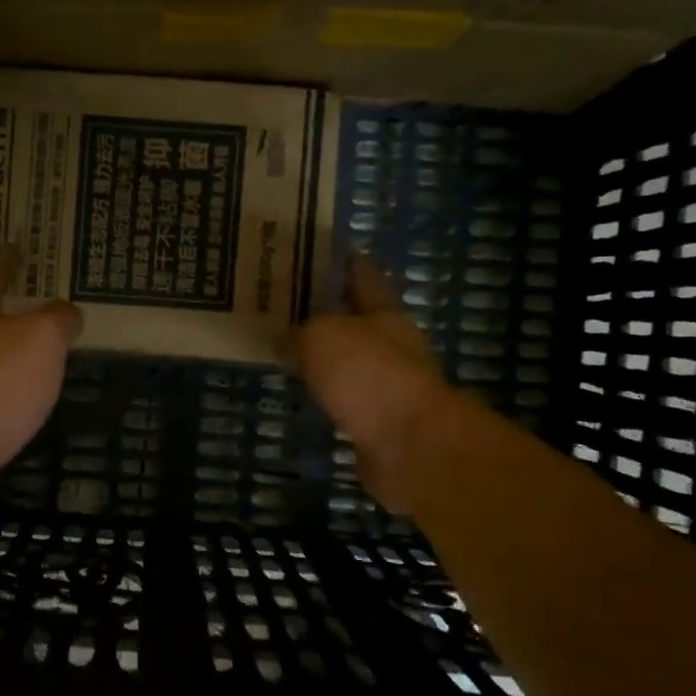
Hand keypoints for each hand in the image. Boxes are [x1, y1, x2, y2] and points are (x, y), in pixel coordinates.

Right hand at [293, 255, 450, 515]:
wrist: (408, 446)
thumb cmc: (367, 375)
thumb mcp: (321, 337)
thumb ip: (300, 332)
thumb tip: (287, 340)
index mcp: (384, 313)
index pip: (362, 276)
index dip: (342, 260)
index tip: (319, 248)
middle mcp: (392, 345)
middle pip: (357, 319)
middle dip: (327, 309)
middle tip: (287, 303)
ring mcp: (388, 386)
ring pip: (350, 360)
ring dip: (326, 355)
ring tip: (289, 347)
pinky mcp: (379, 423)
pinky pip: (345, 398)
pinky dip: (326, 392)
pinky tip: (304, 392)